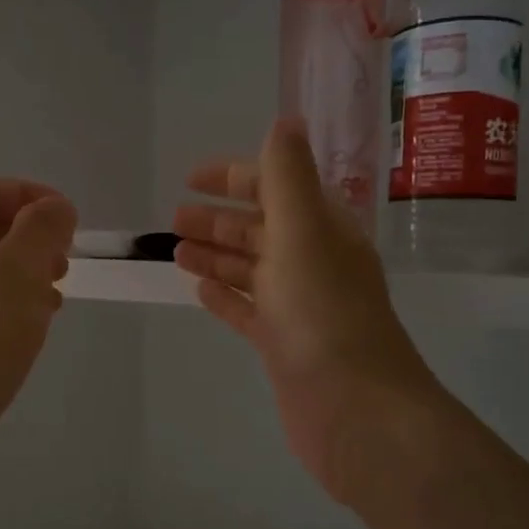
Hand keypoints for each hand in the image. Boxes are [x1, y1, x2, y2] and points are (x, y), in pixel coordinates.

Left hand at [0, 177, 75, 479]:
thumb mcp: (17, 276)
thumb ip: (40, 231)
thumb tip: (54, 207)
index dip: (28, 194)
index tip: (68, 223)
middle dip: (28, 237)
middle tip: (62, 264)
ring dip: (21, 274)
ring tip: (53, 299)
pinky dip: (6, 307)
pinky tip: (28, 332)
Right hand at [174, 120, 440, 512]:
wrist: (354, 409)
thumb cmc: (323, 313)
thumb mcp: (304, 233)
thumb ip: (288, 176)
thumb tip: (284, 119)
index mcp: (323, 230)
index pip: (277, 188)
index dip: (236, 177)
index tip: (192, 178)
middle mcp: (313, 263)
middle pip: (260, 229)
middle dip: (218, 219)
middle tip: (174, 217)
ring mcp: (298, 306)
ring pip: (250, 269)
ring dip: (215, 255)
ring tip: (174, 249)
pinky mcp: (284, 345)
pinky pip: (248, 310)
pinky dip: (224, 296)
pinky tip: (198, 289)